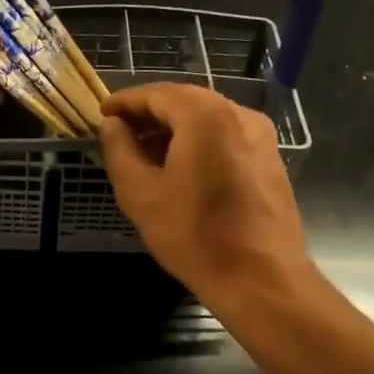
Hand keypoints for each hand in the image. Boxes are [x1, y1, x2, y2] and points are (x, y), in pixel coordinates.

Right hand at [99, 83, 311, 296]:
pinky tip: (179, 168)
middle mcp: (239, 115)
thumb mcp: (141, 194)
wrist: (262, 280)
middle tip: (120, 131)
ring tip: (144, 152)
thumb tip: (112, 125)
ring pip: (207, 118)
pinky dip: (198, 141)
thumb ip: (120, 151)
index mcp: (206, 116)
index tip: (103, 113)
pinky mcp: (270, 159)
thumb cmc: (195, 236)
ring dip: (174, 128)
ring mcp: (261, 137)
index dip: (126, 101)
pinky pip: (226, 136)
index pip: (158, 94)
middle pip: (185, 101)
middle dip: (150, 113)